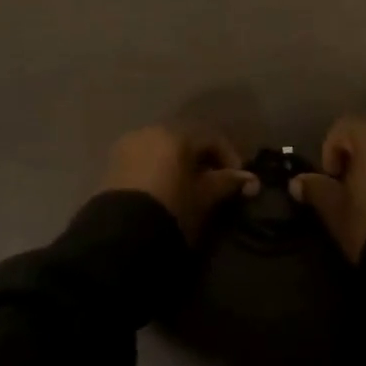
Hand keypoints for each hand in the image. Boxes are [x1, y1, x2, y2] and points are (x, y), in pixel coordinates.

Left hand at [102, 125, 257, 242]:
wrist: (121, 235)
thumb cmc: (171, 209)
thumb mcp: (204, 197)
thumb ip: (228, 183)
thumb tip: (251, 180)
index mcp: (176, 133)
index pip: (212, 137)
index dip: (230, 157)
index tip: (239, 180)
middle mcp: (151, 130)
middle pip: (186, 139)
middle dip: (204, 158)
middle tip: (215, 182)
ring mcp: (130, 144)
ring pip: (164, 147)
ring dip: (180, 163)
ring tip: (190, 187)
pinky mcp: (114, 162)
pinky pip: (145, 158)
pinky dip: (159, 168)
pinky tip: (165, 189)